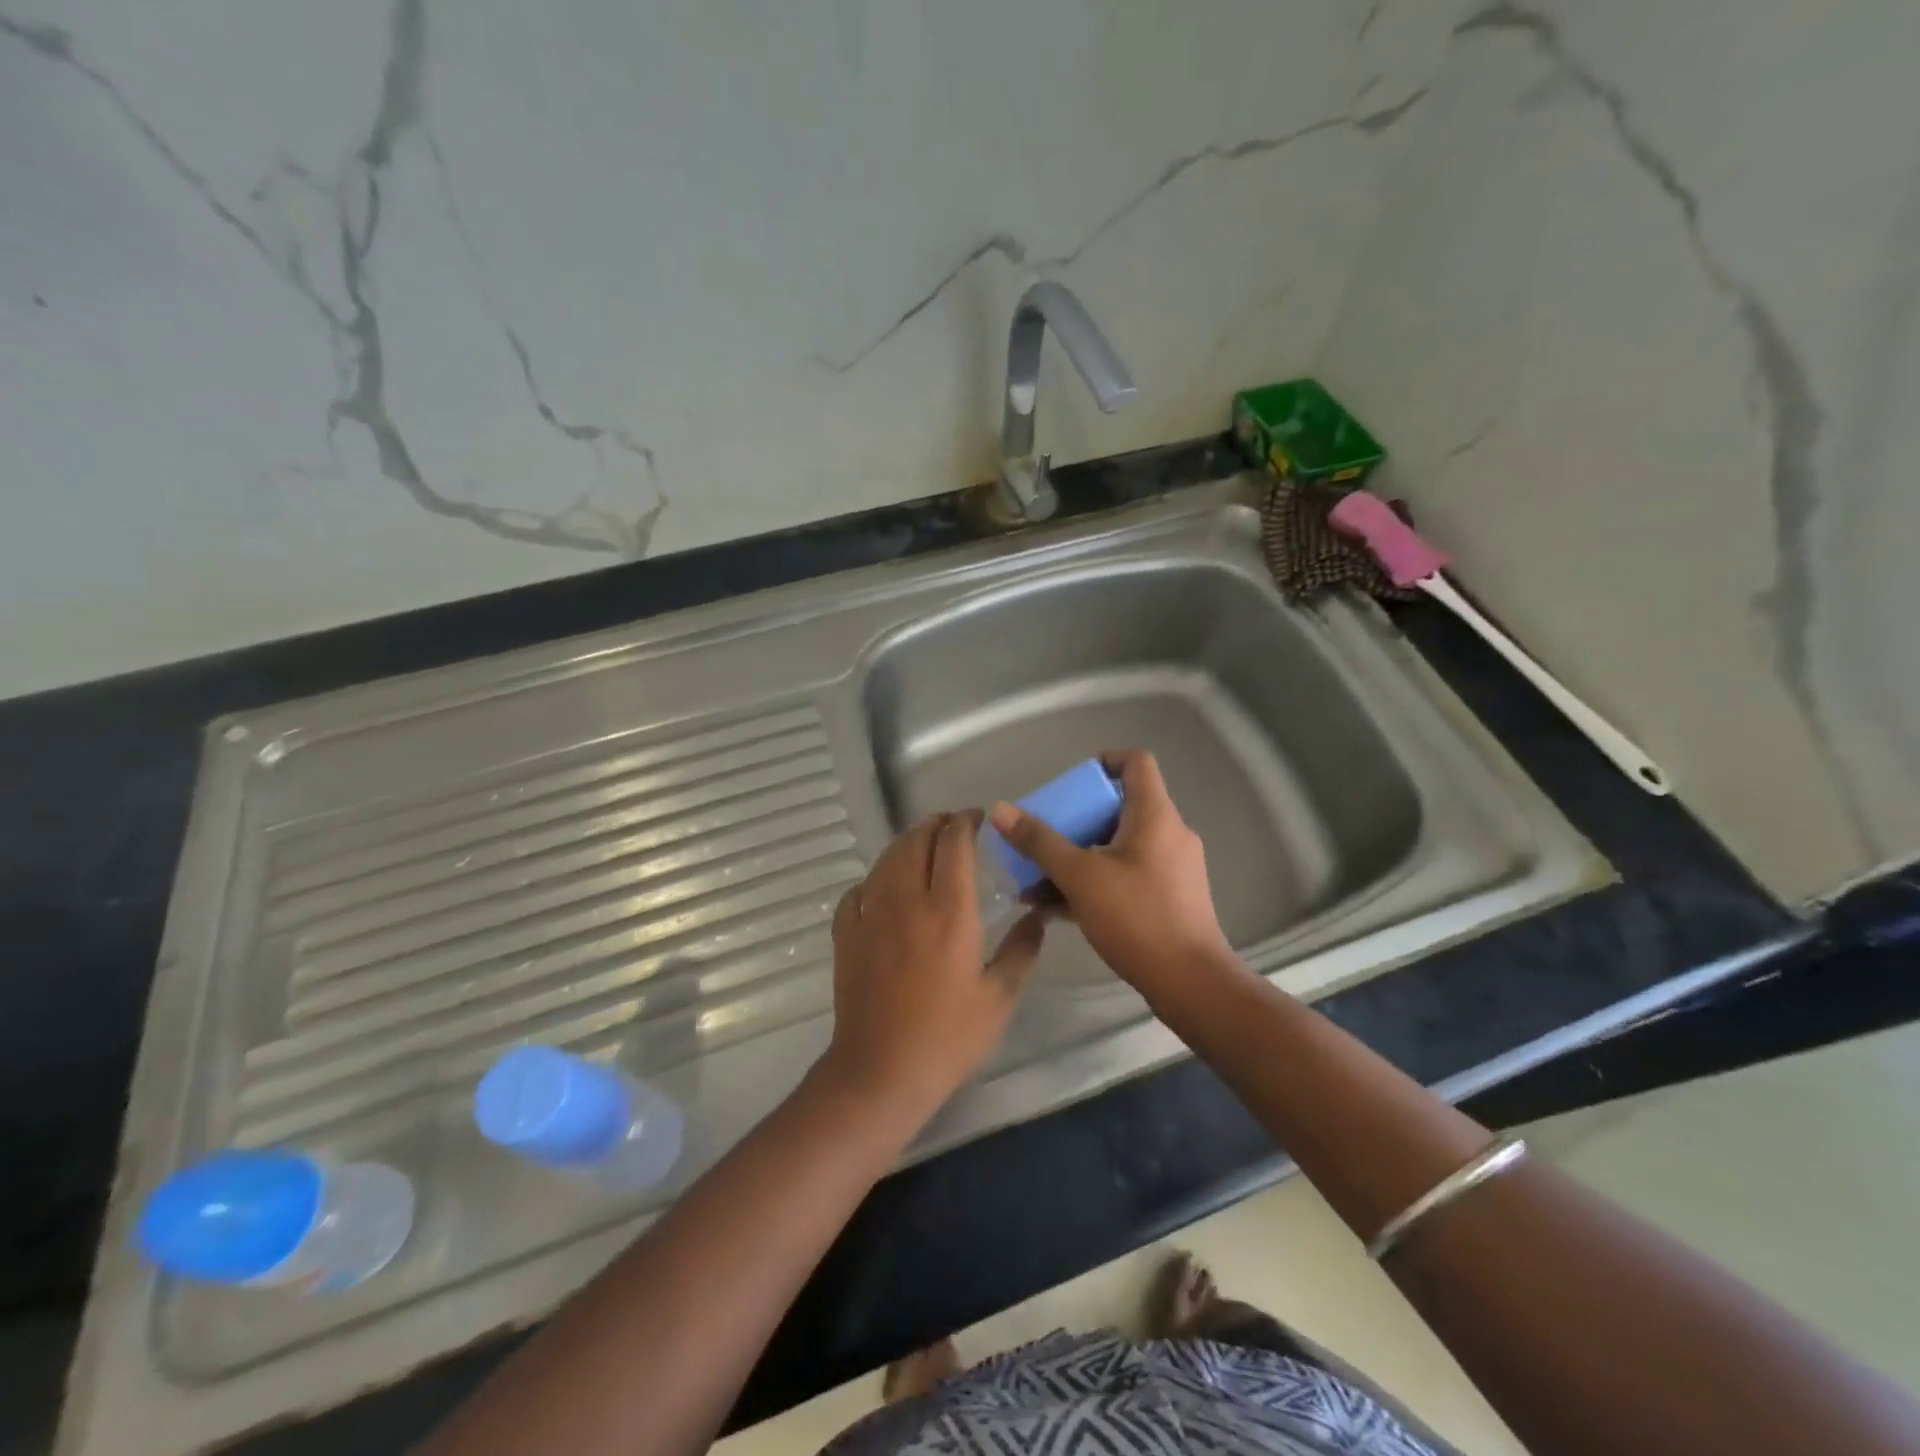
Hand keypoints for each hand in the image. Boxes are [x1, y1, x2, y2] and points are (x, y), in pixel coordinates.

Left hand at [822, 812, 1046, 1116]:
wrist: (881, 1071)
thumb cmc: (948, 1037)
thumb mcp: (999, 997)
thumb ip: (1022, 950)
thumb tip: (1039, 917)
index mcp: (949, 911)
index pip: (955, 843)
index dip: (966, 822)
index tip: (978, 819)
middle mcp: (907, 900)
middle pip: (916, 839)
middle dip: (936, 824)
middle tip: (953, 827)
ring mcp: (871, 914)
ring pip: (887, 858)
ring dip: (907, 843)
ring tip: (924, 846)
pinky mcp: (847, 933)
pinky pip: (859, 890)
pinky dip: (877, 878)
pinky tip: (886, 889)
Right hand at [988, 750, 1232, 999]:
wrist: (1190, 983)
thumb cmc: (1137, 917)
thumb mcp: (1080, 876)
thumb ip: (1040, 842)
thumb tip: (1001, 810)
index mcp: (1155, 815)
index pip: (1136, 762)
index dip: (1103, 761)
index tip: (1071, 783)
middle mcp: (1169, 833)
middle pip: (1119, 806)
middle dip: (1075, 819)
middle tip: (1042, 836)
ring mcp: (1172, 867)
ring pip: (1118, 845)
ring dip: (1078, 856)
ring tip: (1035, 880)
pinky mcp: (1169, 897)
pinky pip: (1126, 874)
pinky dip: (1094, 880)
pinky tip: (1055, 907)